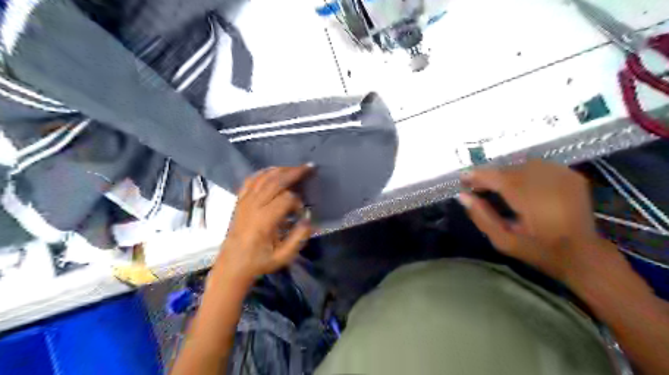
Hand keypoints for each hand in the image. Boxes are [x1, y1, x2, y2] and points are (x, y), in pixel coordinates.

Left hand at [216, 165, 314, 284]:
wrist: (232, 265)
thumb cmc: (259, 261)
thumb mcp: (284, 256)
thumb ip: (299, 237)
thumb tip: (308, 218)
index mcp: (264, 221)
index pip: (286, 199)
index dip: (298, 202)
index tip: (301, 212)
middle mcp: (253, 207)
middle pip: (275, 182)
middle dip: (294, 173)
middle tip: (309, 167)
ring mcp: (244, 202)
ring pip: (263, 178)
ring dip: (281, 170)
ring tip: (295, 168)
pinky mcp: (239, 201)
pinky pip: (250, 181)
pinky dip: (262, 173)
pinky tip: (273, 171)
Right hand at [461, 160, 615, 282]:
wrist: (583, 254)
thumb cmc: (538, 251)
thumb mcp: (503, 241)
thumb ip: (481, 217)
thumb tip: (462, 196)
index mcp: (531, 202)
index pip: (498, 178)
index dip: (478, 175)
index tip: (462, 179)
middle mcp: (548, 183)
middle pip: (509, 169)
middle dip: (490, 175)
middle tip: (478, 187)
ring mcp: (563, 176)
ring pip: (523, 164)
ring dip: (506, 173)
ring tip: (498, 187)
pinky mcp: (572, 175)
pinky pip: (539, 165)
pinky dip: (524, 172)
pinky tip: (520, 185)